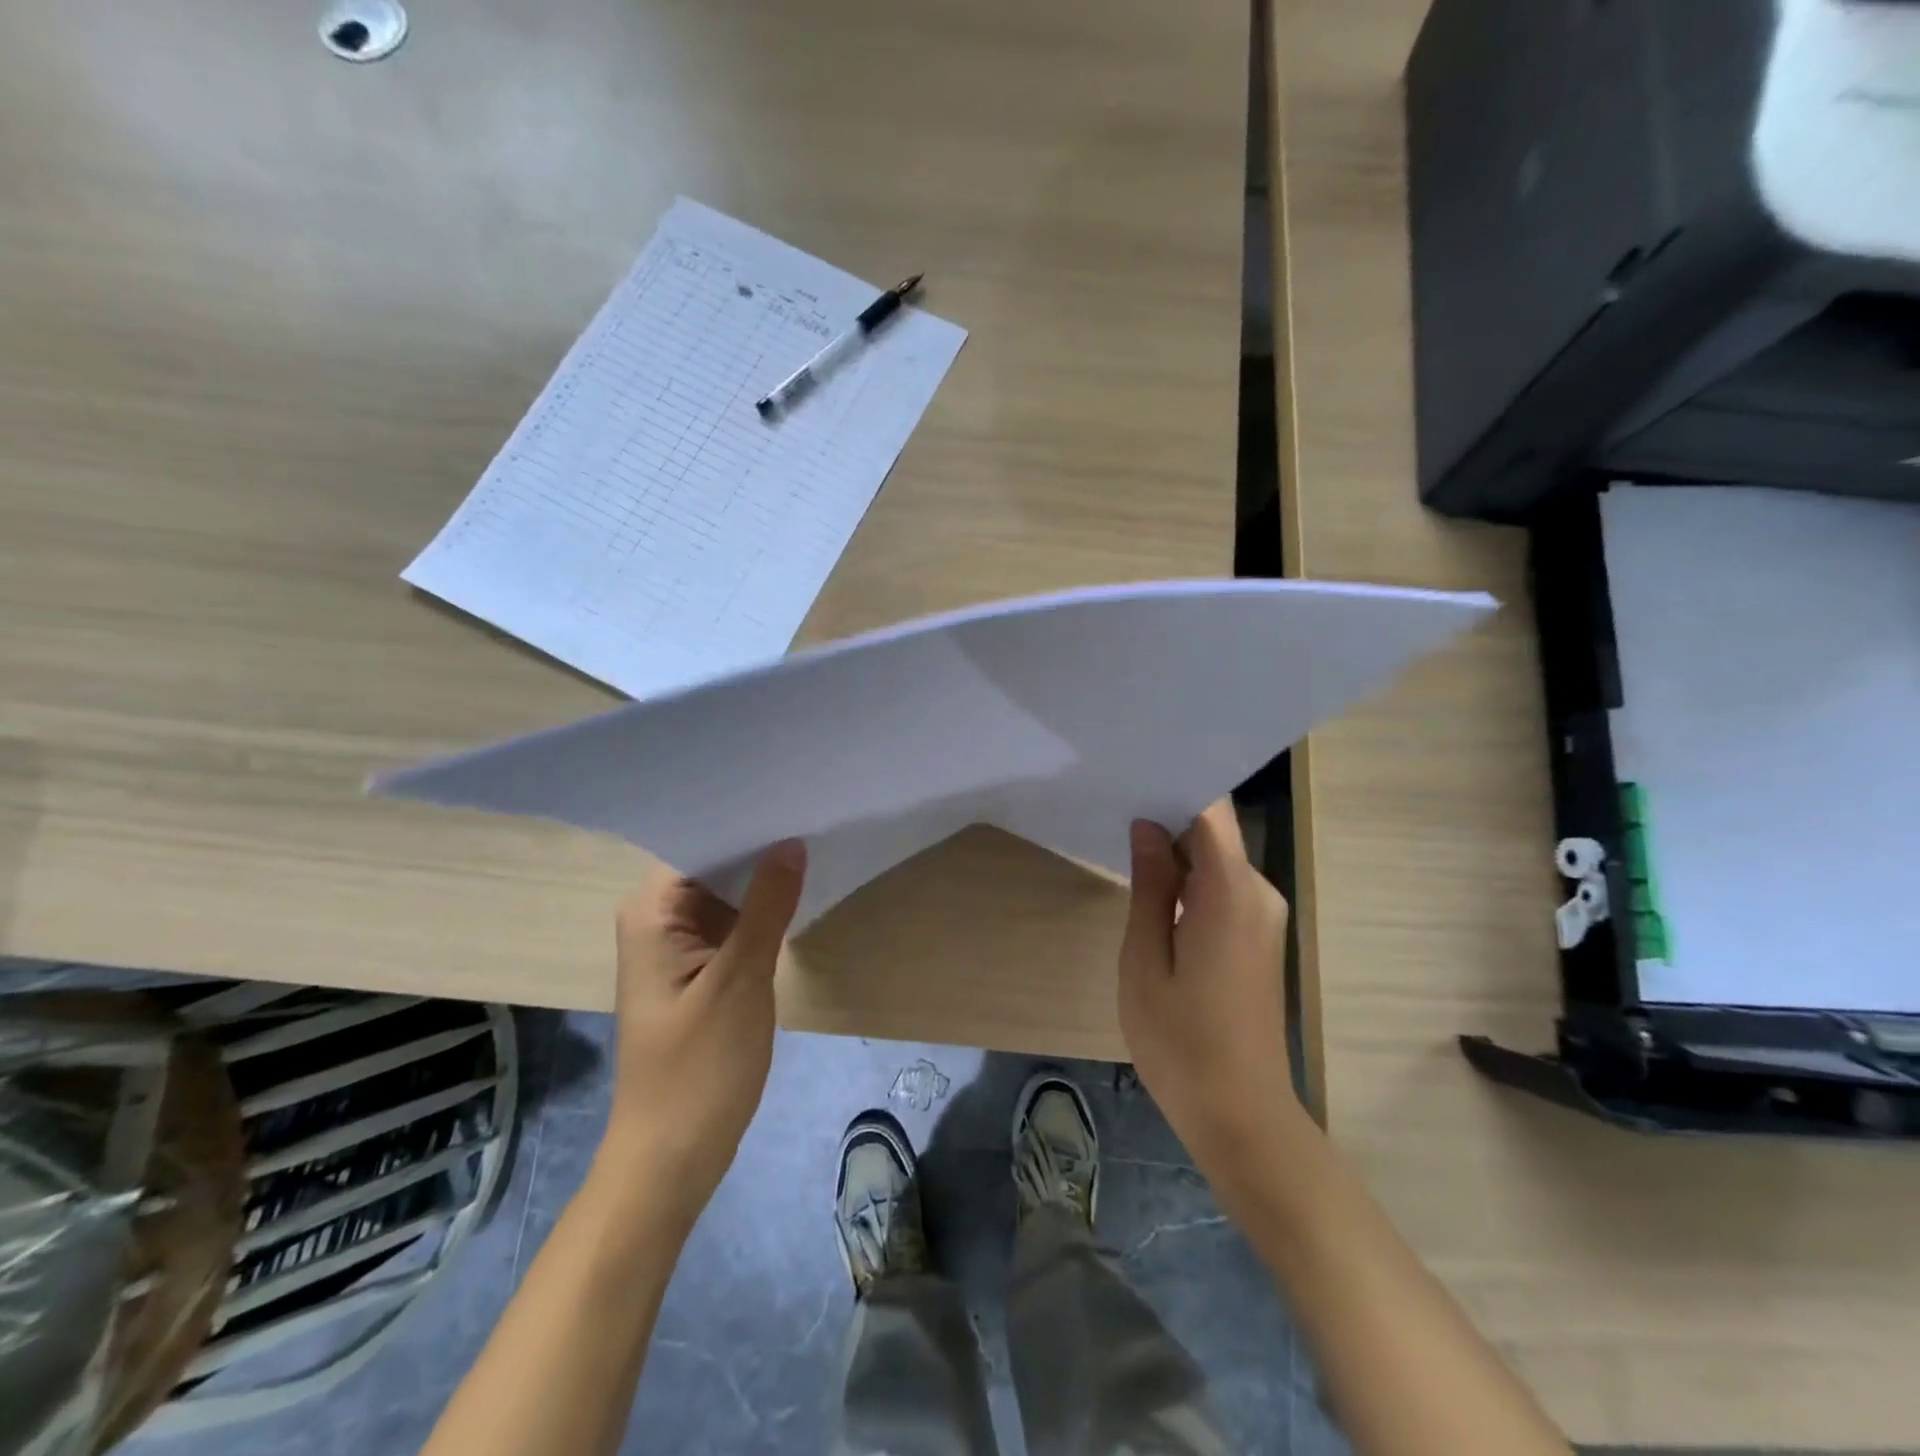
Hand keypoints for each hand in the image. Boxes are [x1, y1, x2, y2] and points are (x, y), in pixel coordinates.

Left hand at [596, 843, 805, 1227]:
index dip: (744, 817)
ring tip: (814, 837)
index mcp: (652, 911)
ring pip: (726, 891)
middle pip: (712, 862)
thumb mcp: (740, 980)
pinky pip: (732, 921)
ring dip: (764, 876)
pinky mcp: (700, 967)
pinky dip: (762, 909)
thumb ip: (767, 906)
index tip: (792, 793)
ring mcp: (679, 943)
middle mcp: (658, 918)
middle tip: (814, 810)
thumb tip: (791, 842)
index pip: (698, 840)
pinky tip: (798, 889)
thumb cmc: (698, 1068)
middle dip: (760, 843)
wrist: (672, 1156)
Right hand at [1118, 801, 1295, 1174]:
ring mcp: (1263, 915)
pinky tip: (1151, 885)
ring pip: (1217, 859)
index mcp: (1231, 892)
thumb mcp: (1145, 960)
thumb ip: (1149, 885)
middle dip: (1167, 815)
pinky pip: (1222, 887)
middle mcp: (1259, 892)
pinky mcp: (1259, 935)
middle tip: (1114, 803)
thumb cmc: (1180, 1041)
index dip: (1175, 784)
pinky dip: (1189, 879)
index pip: (1210, 811)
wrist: (1241, 1114)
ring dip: (1175, 850)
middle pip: (1214, 831)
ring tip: (1123, 838)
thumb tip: (1147, 826)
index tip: (1133, 771)